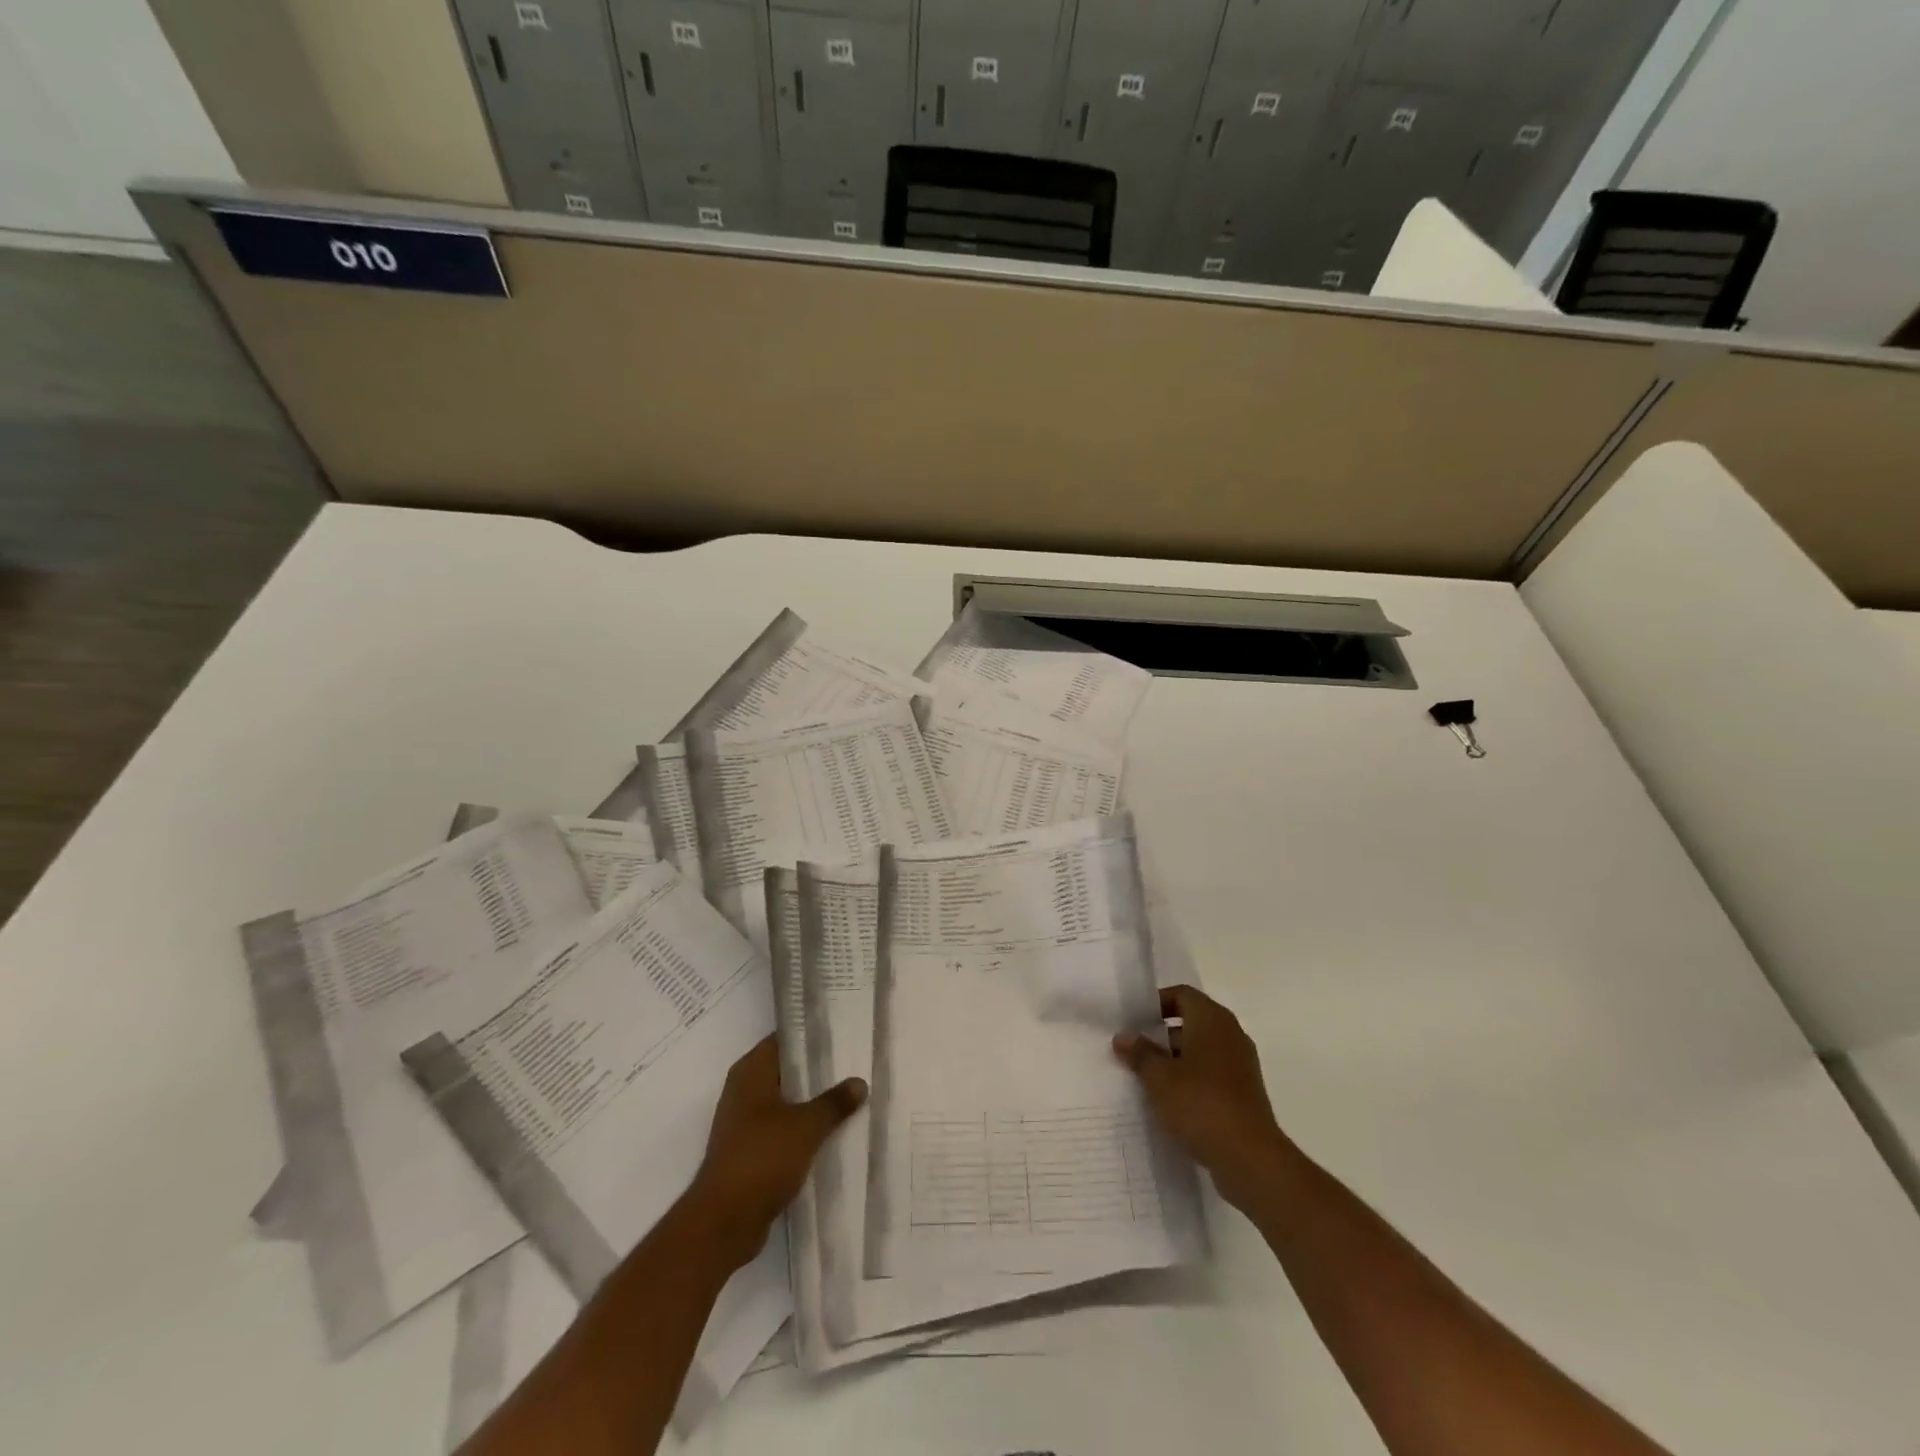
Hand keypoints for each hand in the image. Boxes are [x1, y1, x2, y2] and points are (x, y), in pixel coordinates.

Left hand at [686, 1036, 866, 1268]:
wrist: (724, 1222)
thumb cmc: (762, 1158)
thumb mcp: (806, 1126)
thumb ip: (834, 1102)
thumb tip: (859, 1082)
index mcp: (751, 1072)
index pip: (785, 1038)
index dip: (812, 1034)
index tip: (844, 1031)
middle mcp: (744, 1090)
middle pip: (787, 1070)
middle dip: (818, 1069)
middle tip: (855, 1063)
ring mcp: (744, 1122)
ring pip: (786, 1101)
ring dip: (813, 1101)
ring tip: (851, 1095)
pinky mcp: (749, 1150)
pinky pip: (782, 1128)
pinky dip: (803, 1128)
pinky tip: (832, 1131)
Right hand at [1114, 985, 1289, 1209]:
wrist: (1250, 1158)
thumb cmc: (1201, 1104)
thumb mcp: (1159, 1077)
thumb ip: (1140, 1053)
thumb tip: (1123, 1036)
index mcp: (1212, 1019)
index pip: (1182, 994)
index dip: (1156, 1003)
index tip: (1133, 1020)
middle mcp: (1230, 1034)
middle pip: (1192, 1020)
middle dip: (1162, 1033)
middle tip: (1135, 1049)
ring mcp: (1241, 1064)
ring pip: (1202, 1049)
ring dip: (1176, 1059)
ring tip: (1147, 1077)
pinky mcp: (1244, 1092)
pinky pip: (1212, 1073)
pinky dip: (1192, 1080)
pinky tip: (1171, 1101)